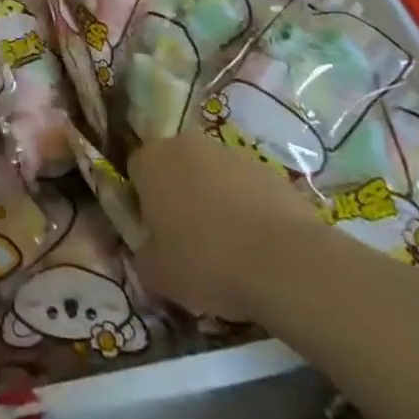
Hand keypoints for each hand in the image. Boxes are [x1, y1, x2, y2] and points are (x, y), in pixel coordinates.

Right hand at [128, 129, 322, 317]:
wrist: (283, 261)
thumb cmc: (206, 261)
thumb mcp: (157, 274)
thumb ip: (143, 256)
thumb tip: (148, 252)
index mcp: (151, 160)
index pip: (136, 171)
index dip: (142, 203)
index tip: (156, 235)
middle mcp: (185, 144)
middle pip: (174, 167)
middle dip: (178, 195)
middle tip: (189, 239)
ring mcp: (228, 152)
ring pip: (211, 175)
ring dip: (213, 199)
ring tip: (229, 246)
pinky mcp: (266, 167)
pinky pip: (244, 186)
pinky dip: (246, 207)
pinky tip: (258, 244)